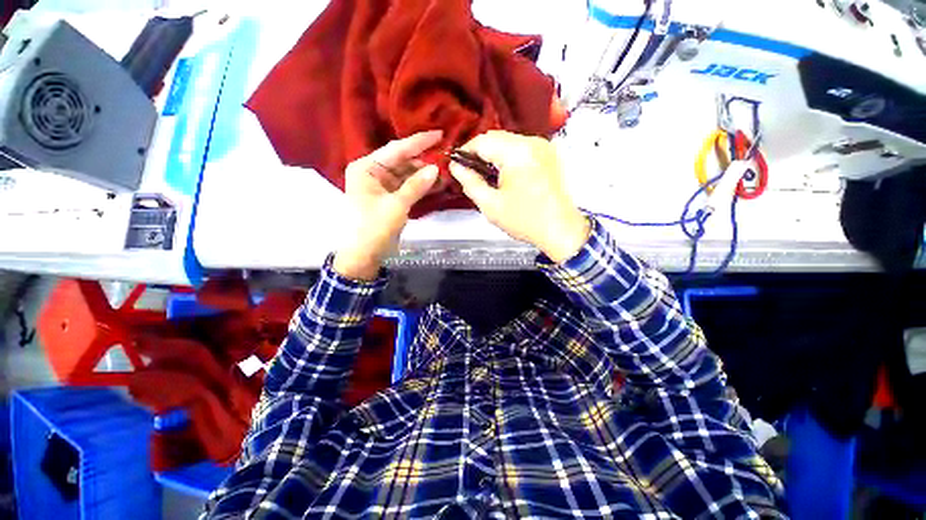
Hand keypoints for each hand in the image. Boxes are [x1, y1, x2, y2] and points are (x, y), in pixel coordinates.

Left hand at [333, 131, 441, 279]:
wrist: (364, 255)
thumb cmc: (374, 228)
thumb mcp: (396, 205)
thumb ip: (416, 185)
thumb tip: (436, 168)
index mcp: (366, 168)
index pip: (396, 149)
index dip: (418, 142)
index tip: (439, 134)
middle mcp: (372, 172)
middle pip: (402, 160)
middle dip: (424, 161)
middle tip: (446, 159)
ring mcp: (381, 185)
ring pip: (406, 174)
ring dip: (424, 175)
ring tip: (445, 174)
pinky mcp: (389, 197)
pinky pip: (407, 186)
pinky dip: (420, 186)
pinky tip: (436, 184)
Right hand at [449, 131, 589, 262]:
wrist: (560, 229)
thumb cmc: (526, 220)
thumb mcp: (490, 205)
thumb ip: (470, 182)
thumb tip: (457, 167)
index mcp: (517, 153)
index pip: (482, 141)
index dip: (466, 152)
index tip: (458, 165)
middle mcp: (532, 143)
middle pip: (495, 138)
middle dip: (480, 154)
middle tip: (471, 173)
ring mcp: (543, 147)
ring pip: (508, 142)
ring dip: (494, 156)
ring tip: (488, 177)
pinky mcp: (548, 154)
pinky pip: (521, 148)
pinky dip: (508, 158)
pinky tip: (505, 176)